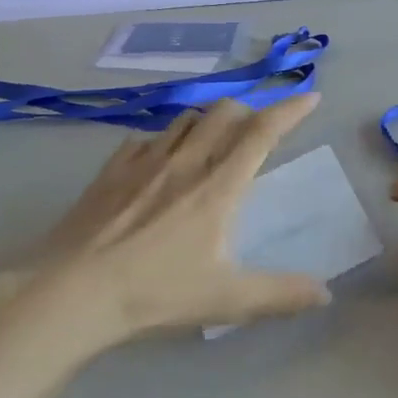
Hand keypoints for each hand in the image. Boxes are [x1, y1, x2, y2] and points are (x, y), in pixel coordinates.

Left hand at [6, 94, 330, 350]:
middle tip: (259, 129)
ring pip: (186, 118)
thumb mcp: (226, 300)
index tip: (311, 97)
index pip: (262, 133)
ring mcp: (144, 161)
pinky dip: (165, 139)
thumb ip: (280, 294)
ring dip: (208, 120)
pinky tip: (160, 159)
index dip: (290, 110)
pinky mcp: (111, 170)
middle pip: (224, 112)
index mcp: (218, 187)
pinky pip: (146, 138)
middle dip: (249, 111)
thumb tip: (326, 294)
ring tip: (214, 139)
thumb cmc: (154, 293)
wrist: (71, 291)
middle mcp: (184, 162)